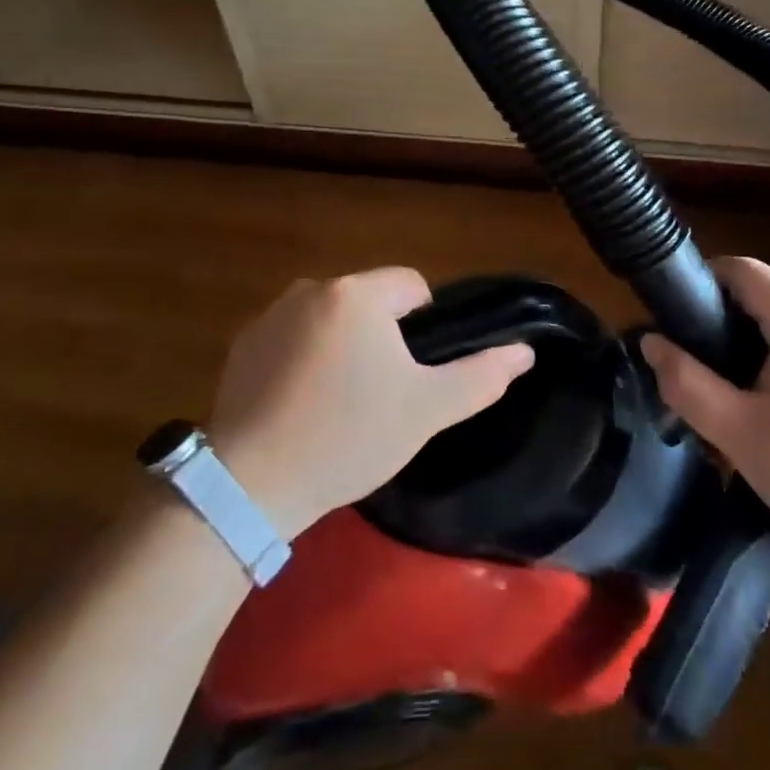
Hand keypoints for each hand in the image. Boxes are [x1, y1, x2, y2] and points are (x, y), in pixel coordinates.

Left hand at [205, 268, 532, 540]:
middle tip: (380, 395)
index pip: (412, 286)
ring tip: (339, 404)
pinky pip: (292, 338)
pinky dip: (303, 360)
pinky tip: (300, 406)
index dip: (424, 327)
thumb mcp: (426, 410)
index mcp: (357, 294)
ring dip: (343, 346)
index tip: (414, 374)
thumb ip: (481, 375)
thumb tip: (525, 351)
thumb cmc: (349, 436)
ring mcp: (271, 314)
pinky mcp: (243, 343)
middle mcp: (312, 288)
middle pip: (369, 302)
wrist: (252, 484)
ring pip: (331, 320)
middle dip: (382, 338)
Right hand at [641, 256, 769, 573]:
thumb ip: (687, 383)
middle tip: (694, 373)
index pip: (742, 270)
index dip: (701, 282)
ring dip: (749, 350)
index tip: (672, 319)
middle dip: (721, 326)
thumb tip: (651, 342)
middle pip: (762, 298)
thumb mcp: (740, 435)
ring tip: (728, 398)